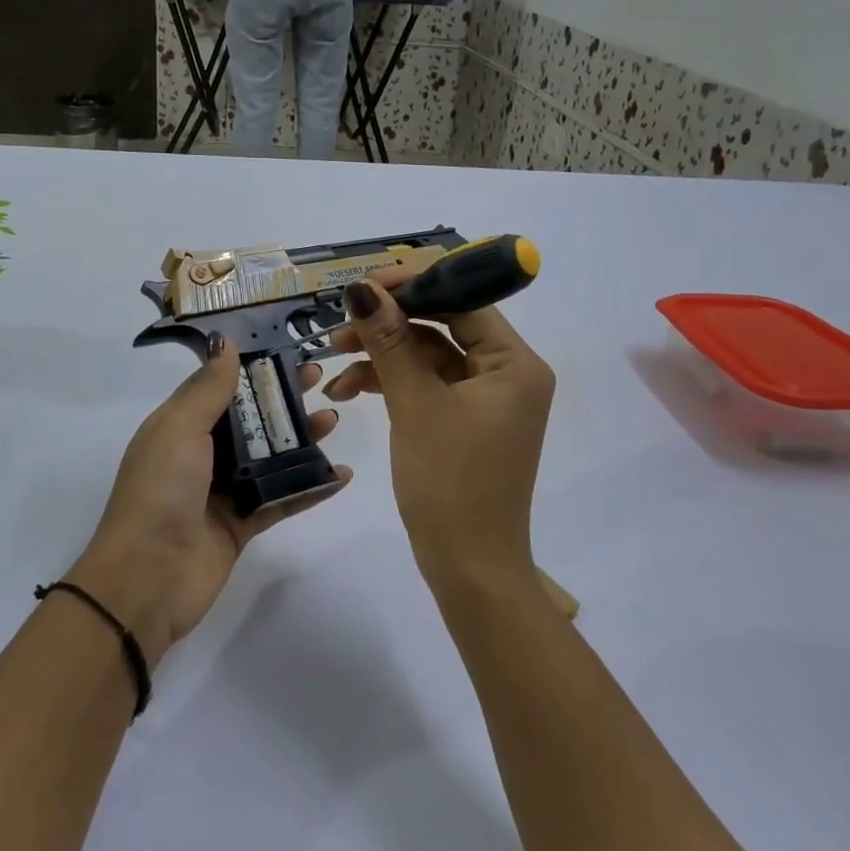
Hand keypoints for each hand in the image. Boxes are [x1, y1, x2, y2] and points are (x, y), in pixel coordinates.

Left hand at [71, 338, 349, 662]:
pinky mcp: (243, 524)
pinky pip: (283, 498)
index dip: (253, 368)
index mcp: (180, 426)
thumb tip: (225, 342)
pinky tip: (342, 474)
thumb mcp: (179, 429)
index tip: (288, 349)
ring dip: (303, 438)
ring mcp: (224, 491)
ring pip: (271, 457)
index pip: (221, 387)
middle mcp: (202, 454)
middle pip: (251, 419)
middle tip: (319, 380)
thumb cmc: (160, 492)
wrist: (146, 580)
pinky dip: (311, 486)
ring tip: (333, 421)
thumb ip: (208, 388)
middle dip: (284, 399)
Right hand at [325, 270, 554, 590]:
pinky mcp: (463, 420)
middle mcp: (506, 372)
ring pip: (429, 354)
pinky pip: (426, 384)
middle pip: (444, 324)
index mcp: (514, 362)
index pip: (464, 299)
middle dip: (390, 322)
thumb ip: (389, 342)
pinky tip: (350, 389)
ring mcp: (484, 398)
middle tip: (340, 323)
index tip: (363, 284)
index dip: (413, 285)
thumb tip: (362, 288)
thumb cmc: (450, 483)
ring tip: (335, 359)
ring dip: (383, 354)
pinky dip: (391, 382)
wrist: (468, 567)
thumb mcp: (416, 405)